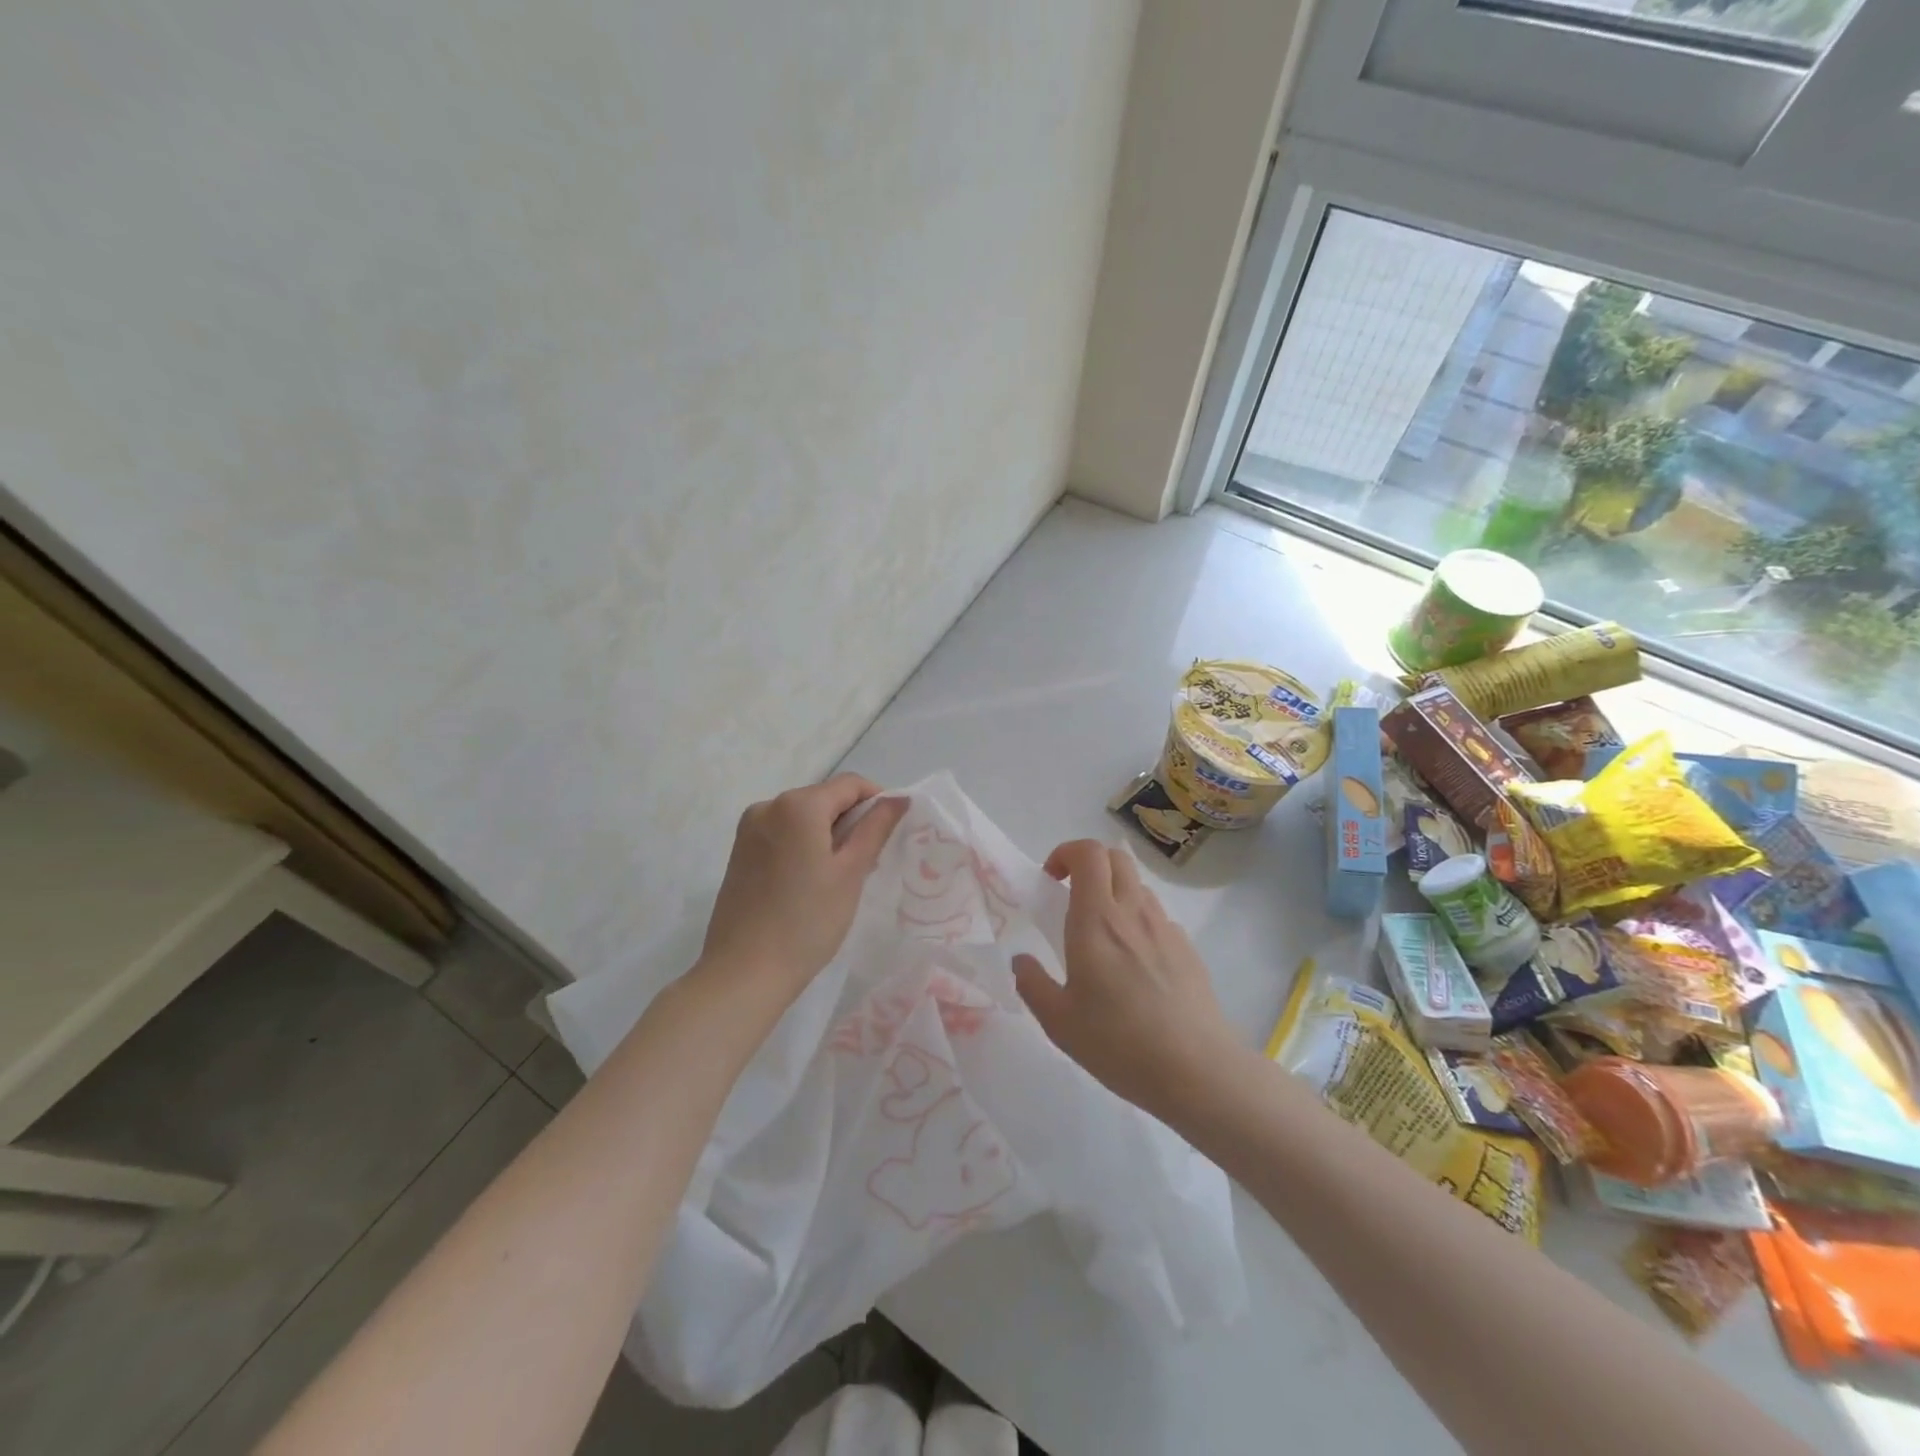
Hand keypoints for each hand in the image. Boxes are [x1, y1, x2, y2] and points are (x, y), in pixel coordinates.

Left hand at [697, 774, 908, 1001]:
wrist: (744, 973)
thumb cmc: (807, 921)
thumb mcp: (851, 872)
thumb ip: (875, 828)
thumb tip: (898, 798)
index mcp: (798, 805)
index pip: (850, 784)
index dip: (878, 801)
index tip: (892, 834)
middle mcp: (768, 805)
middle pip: (824, 798)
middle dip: (852, 821)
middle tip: (870, 861)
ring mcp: (749, 829)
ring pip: (803, 818)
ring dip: (828, 835)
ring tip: (842, 876)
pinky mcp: (740, 852)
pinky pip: (783, 834)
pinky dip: (805, 846)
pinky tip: (812, 882)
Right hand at [1012, 839, 1240, 1119]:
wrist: (1196, 1071)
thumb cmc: (1118, 1043)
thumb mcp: (1058, 1022)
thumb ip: (1033, 984)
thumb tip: (1021, 960)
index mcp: (1097, 919)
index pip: (1088, 853)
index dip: (1066, 853)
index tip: (1051, 880)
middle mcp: (1133, 912)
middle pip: (1115, 857)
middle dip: (1089, 864)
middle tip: (1071, 897)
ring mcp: (1165, 929)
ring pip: (1139, 886)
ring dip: (1115, 892)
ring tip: (1102, 934)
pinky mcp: (1188, 950)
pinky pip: (1158, 918)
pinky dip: (1139, 923)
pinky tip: (1135, 966)